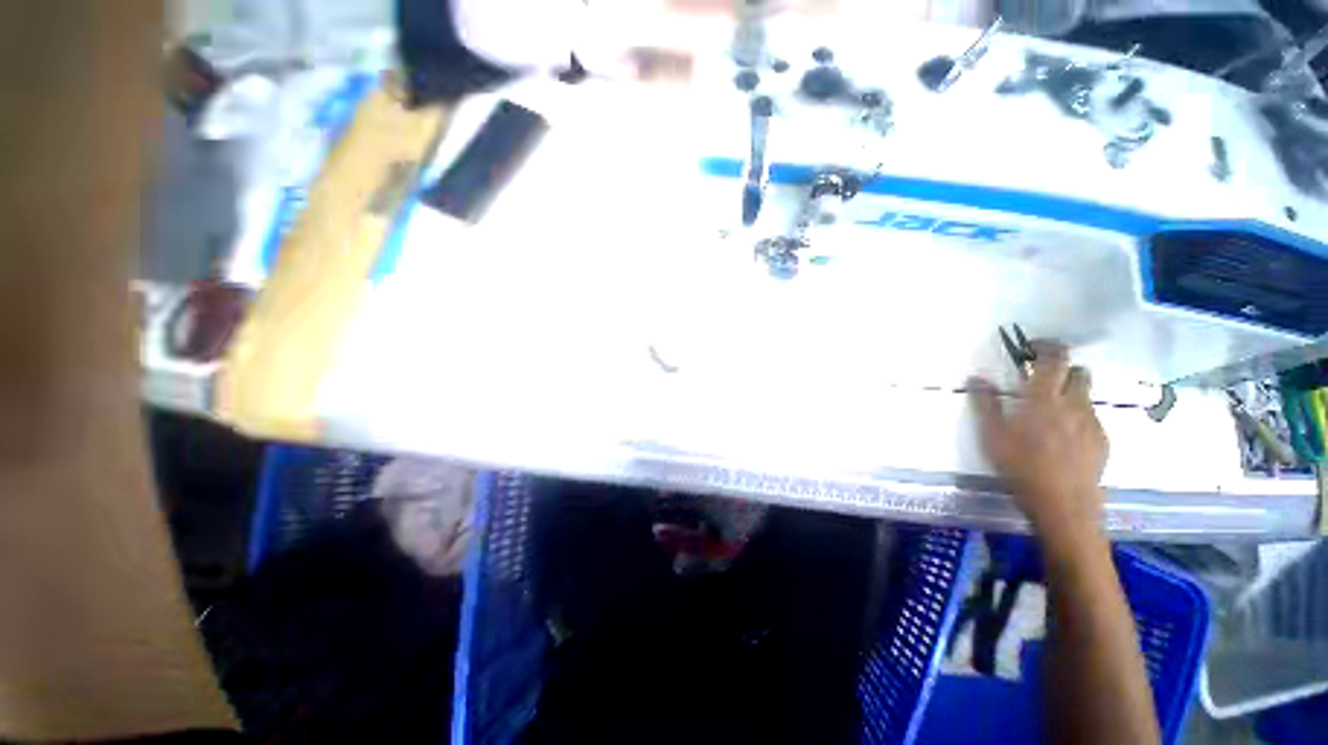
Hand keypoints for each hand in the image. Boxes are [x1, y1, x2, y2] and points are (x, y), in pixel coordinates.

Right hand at [969, 342, 1108, 537]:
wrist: (1064, 505)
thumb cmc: (1021, 467)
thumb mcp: (992, 436)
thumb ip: (986, 404)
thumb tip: (977, 378)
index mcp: (1044, 399)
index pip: (1055, 358)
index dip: (1046, 346)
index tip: (1032, 347)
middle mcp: (1074, 404)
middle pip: (1078, 372)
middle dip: (1061, 370)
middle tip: (1040, 381)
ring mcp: (1092, 422)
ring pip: (1086, 394)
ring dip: (1070, 393)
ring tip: (1050, 412)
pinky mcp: (1102, 441)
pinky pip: (1091, 417)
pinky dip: (1077, 416)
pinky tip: (1062, 438)